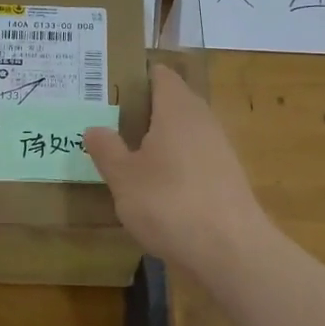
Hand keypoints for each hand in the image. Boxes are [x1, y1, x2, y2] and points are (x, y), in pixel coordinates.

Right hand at [85, 64, 272, 276]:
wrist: (231, 250)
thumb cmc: (169, 203)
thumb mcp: (123, 178)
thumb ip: (107, 149)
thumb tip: (94, 128)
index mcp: (177, 108)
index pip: (160, 75)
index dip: (136, 77)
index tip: (108, 89)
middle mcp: (202, 120)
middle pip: (172, 102)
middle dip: (143, 110)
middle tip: (109, 123)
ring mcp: (220, 148)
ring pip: (184, 131)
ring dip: (159, 139)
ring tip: (127, 155)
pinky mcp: (227, 177)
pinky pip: (195, 157)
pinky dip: (175, 163)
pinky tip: (157, 186)